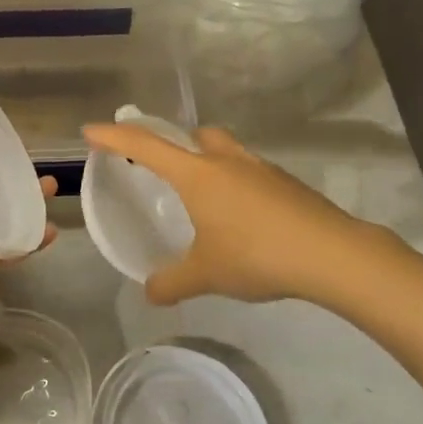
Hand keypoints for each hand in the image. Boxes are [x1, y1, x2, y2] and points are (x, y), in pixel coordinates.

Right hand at [81, 123, 377, 305]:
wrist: (331, 253)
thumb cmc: (257, 255)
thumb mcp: (207, 274)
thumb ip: (172, 282)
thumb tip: (150, 293)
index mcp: (198, 174)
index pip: (146, 146)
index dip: (115, 137)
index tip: (91, 131)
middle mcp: (226, 160)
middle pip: (195, 135)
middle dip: (177, 144)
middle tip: (167, 170)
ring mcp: (260, 168)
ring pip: (227, 151)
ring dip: (211, 164)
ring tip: (207, 201)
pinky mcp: (286, 183)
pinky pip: (251, 173)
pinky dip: (239, 185)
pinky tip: (244, 219)